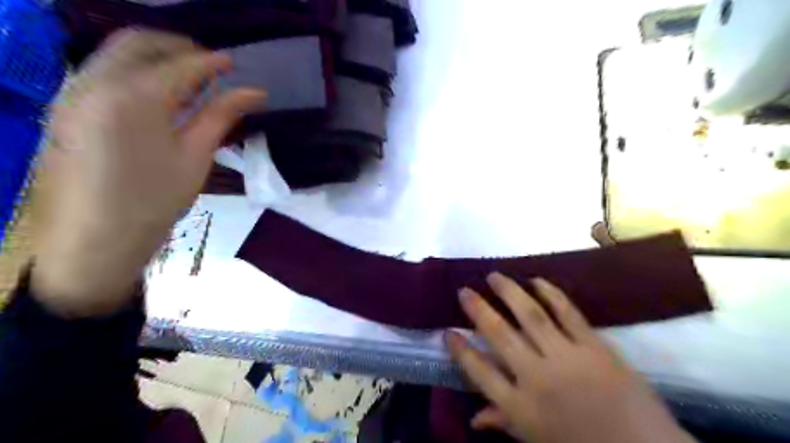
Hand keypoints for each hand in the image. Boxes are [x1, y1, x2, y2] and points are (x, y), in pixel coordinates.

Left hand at [29, 30, 264, 316]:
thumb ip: (221, 116)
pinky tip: (157, 92)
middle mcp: (97, 81)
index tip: (233, 63)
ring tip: (188, 77)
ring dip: (156, 56)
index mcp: (135, 97)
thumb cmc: (156, 199)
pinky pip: (103, 70)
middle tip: (210, 65)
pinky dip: (135, 70)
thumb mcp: (196, 156)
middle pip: (141, 43)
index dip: (212, 62)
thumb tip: (255, 93)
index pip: (181, 65)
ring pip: (118, 52)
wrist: (97, 236)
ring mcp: (74, 90)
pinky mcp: (67, 105)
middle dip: (179, 47)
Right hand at [444, 273, 695, 442]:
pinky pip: (567, 313)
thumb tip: (473, 418)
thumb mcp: (536, 441)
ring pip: (530, 315)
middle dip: (477, 310)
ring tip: (494, 276)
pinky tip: (536, 280)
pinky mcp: (594, 346)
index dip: (461, 350)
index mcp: (520, 406)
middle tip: (464, 290)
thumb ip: (503, 421)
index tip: (448, 331)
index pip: (479, 373)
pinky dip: (550, 294)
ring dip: (509, 292)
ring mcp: (566, 358)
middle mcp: (537, 376)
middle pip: (499, 334)